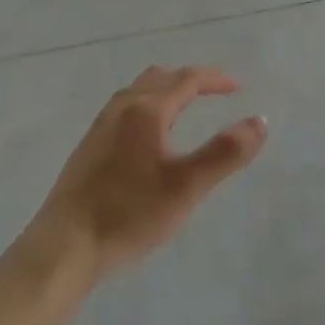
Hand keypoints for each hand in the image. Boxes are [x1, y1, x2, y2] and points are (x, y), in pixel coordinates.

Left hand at [31, 66, 267, 279]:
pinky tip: (147, 139)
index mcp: (147, 110)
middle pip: (159, 77)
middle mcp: (122, 108)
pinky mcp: (87, 148)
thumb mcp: (187, 186)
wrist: (64, 246)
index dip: (215, 79)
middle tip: (213, 93)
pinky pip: (124, 109)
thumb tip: (260, 121)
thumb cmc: (130, 213)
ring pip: (137, 91)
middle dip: (189, 80)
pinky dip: (146, 106)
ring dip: (165, 91)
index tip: (237, 87)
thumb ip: (226, 152)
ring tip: (182, 109)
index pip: (187, 80)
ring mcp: (100, 127)